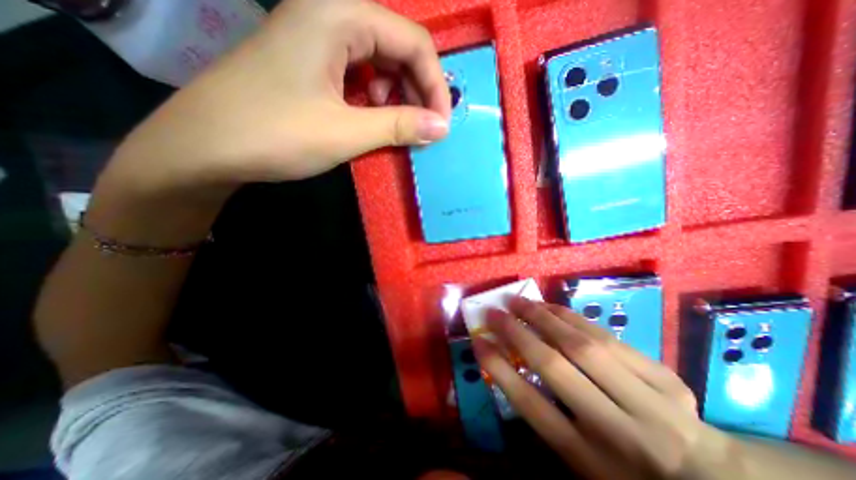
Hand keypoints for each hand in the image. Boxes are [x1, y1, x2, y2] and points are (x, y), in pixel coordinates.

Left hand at [101, 1, 448, 197]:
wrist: (205, 147)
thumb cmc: (275, 135)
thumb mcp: (347, 132)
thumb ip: (399, 126)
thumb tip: (442, 127)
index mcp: (339, 15)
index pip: (413, 41)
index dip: (435, 85)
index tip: (442, 124)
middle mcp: (330, 14)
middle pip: (397, 48)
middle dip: (418, 91)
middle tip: (423, 128)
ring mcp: (317, 38)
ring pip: (380, 62)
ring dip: (397, 96)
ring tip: (396, 125)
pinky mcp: (310, 62)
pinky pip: (359, 74)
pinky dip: (376, 98)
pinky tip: (371, 118)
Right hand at [470, 299, 747, 478]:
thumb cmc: (627, 473)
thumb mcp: (580, 461)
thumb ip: (546, 415)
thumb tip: (510, 364)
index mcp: (591, 461)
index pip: (531, 405)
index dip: (498, 368)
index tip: (478, 341)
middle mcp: (619, 431)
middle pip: (555, 367)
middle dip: (517, 333)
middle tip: (495, 312)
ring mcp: (650, 402)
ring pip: (582, 345)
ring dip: (543, 317)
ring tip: (519, 301)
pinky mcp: (666, 378)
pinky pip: (607, 337)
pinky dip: (572, 317)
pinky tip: (552, 307)